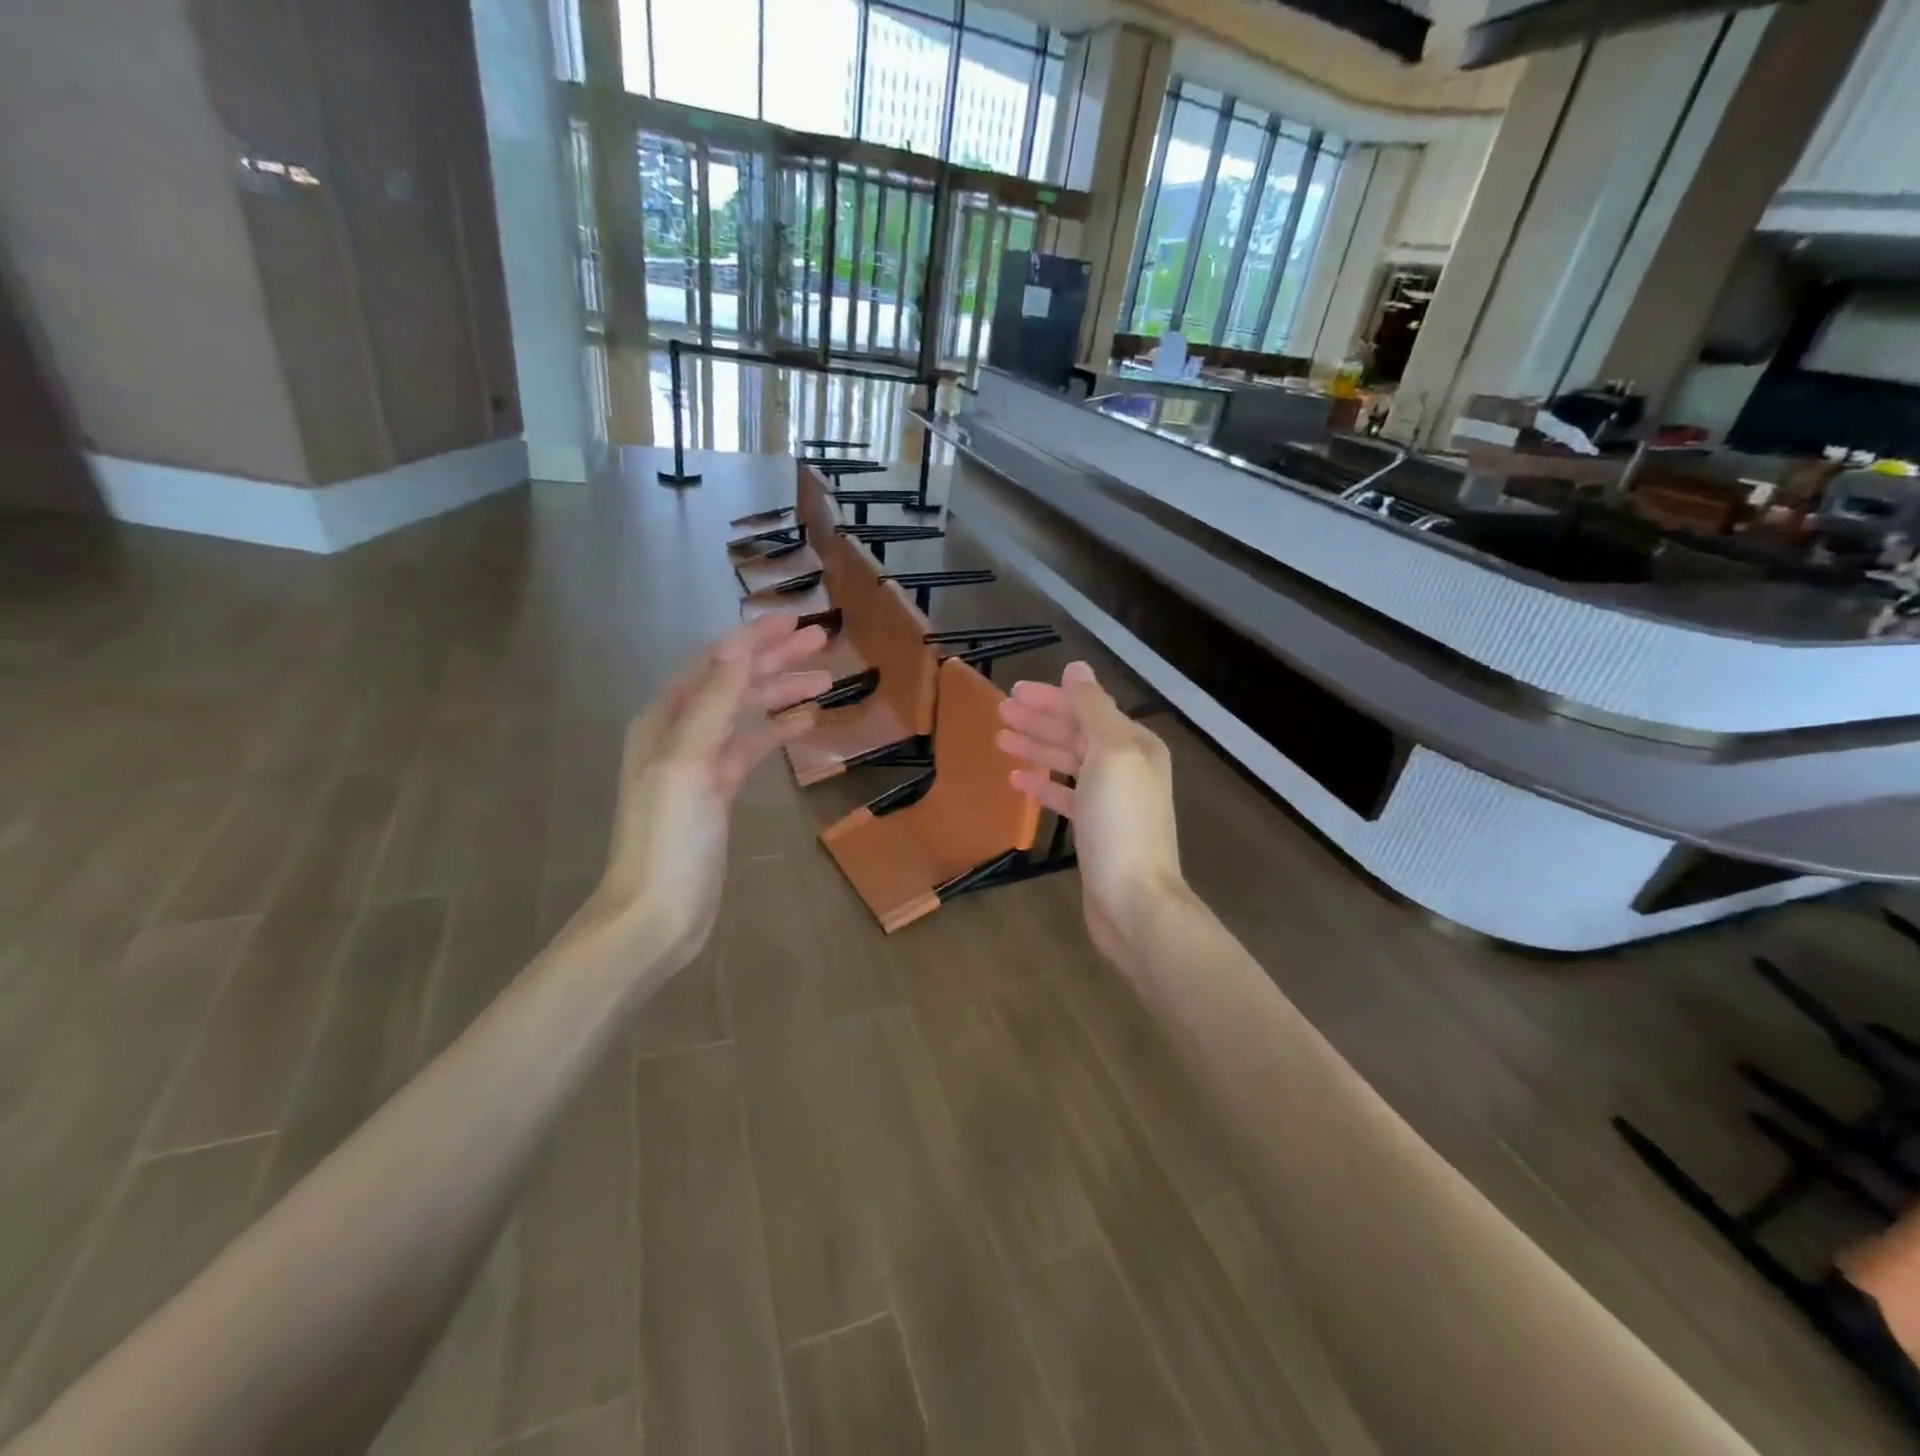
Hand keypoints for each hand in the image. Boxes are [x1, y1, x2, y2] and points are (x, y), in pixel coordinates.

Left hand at [576, 613, 830, 971]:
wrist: (655, 913)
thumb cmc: (668, 837)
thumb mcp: (689, 762)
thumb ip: (713, 703)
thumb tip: (736, 645)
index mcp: (665, 719)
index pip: (716, 663)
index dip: (754, 639)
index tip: (795, 621)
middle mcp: (679, 733)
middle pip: (733, 683)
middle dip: (774, 660)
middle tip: (820, 642)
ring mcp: (699, 764)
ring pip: (745, 714)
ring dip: (781, 693)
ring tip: (824, 681)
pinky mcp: (717, 793)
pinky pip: (750, 748)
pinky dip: (776, 731)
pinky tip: (805, 723)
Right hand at [996, 661, 1183, 969]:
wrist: (1134, 900)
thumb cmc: (1121, 822)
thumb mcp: (1110, 754)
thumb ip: (1092, 708)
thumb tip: (1077, 668)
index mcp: (1135, 744)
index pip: (1087, 709)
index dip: (1051, 698)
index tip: (1012, 692)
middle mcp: (1127, 766)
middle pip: (1076, 733)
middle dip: (1039, 721)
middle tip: (999, 713)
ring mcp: (1111, 800)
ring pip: (1067, 763)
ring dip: (1036, 749)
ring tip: (1000, 741)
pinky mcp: (1095, 829)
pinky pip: (1065, 795)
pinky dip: (1043, 784)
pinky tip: (1016, 779)